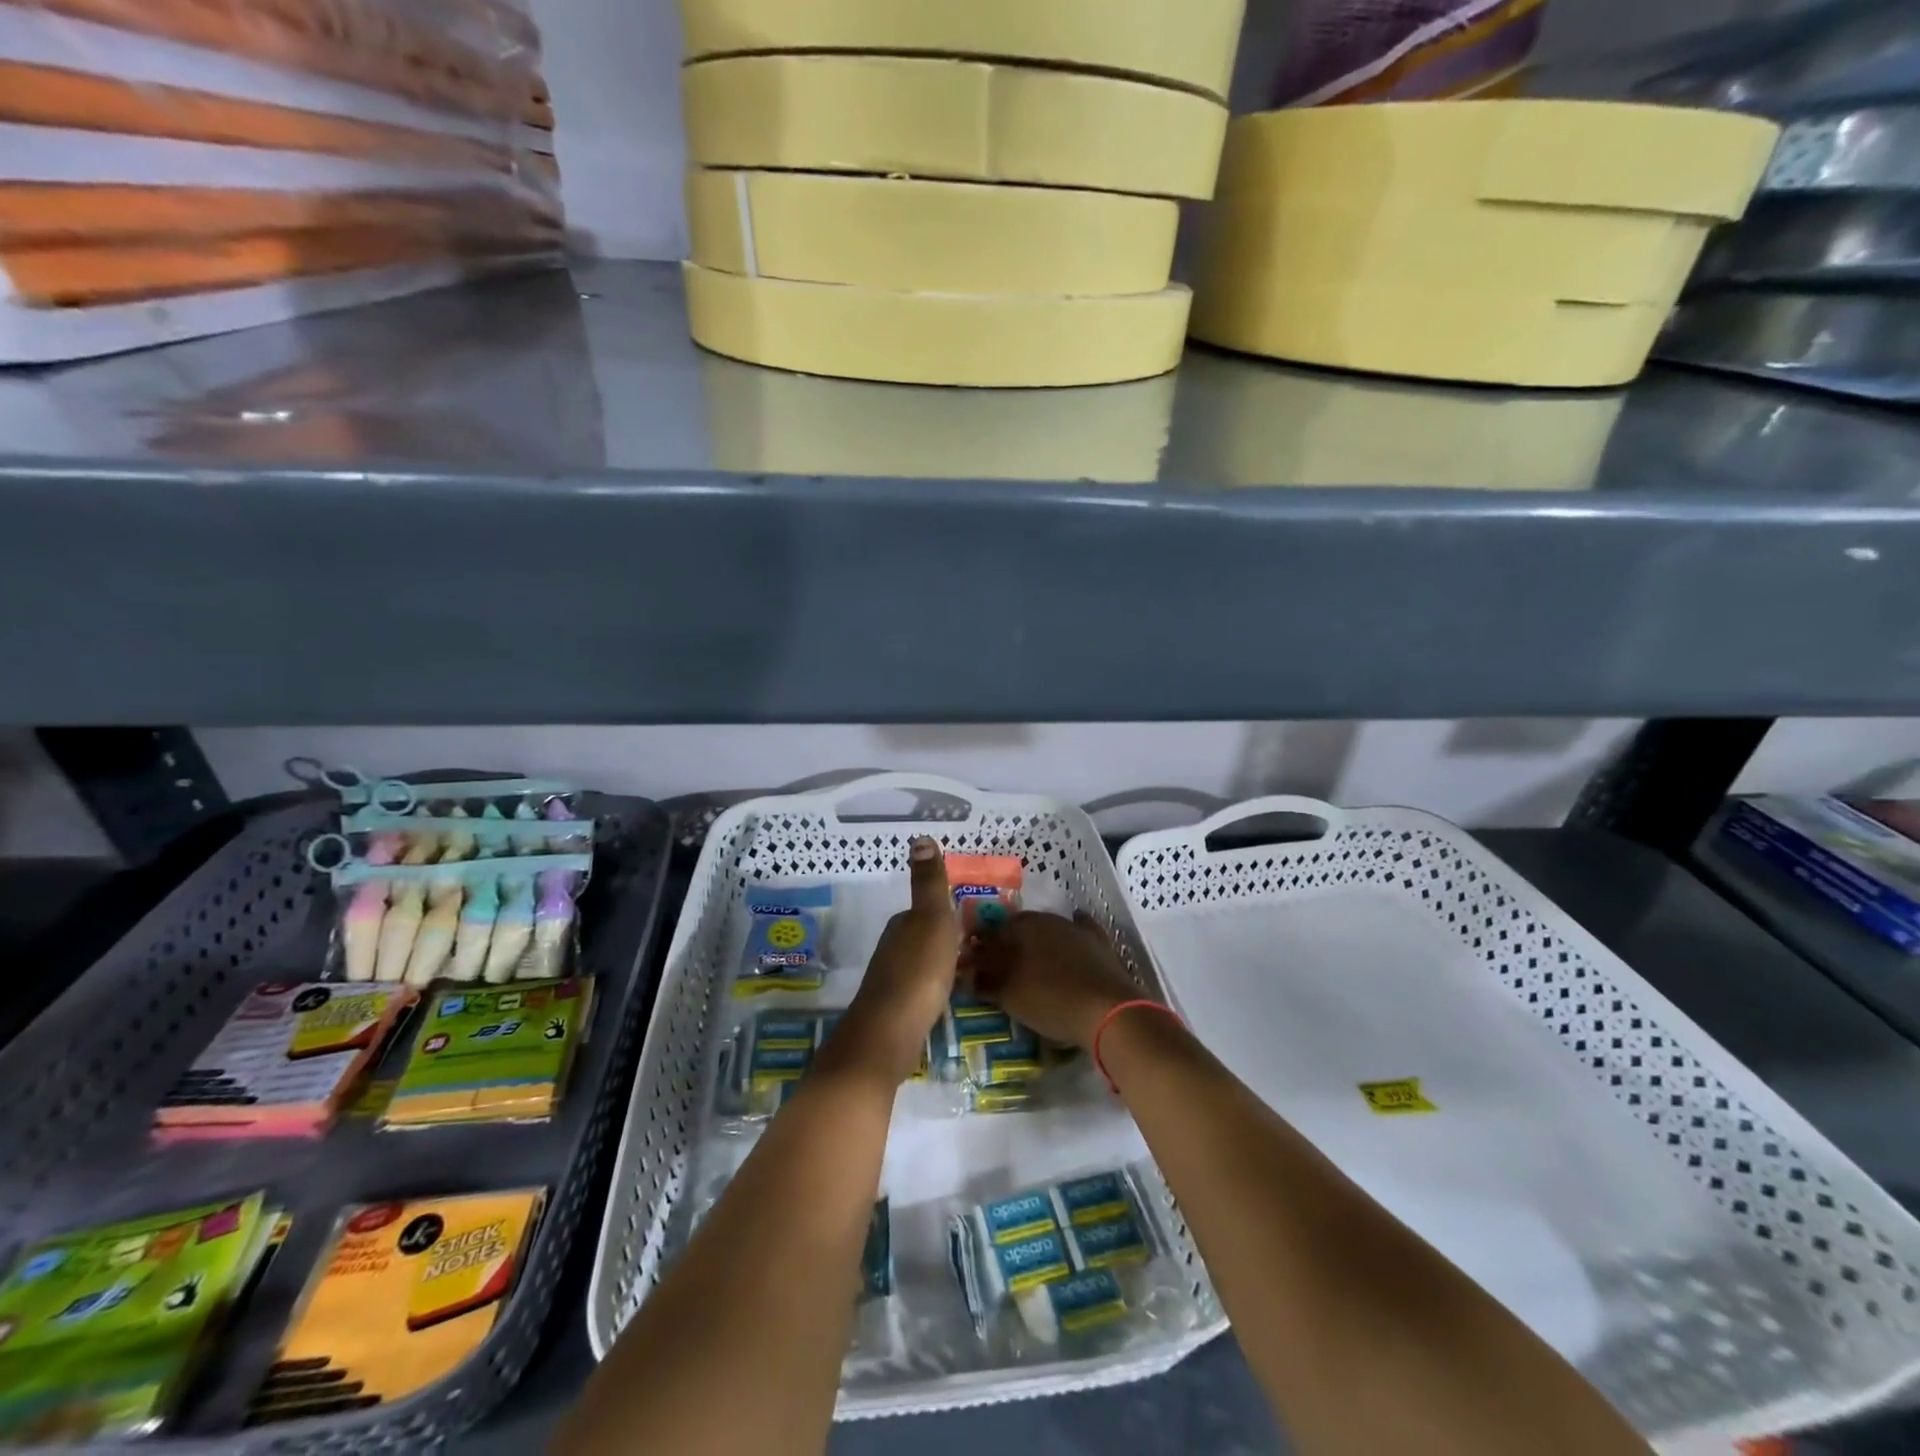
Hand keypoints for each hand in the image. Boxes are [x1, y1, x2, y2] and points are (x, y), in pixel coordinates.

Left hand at [820, 837, 957, 1084]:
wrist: (889, 1033)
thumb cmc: (917, 972)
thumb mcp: (932, 919)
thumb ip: (928, 883)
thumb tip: (920, 837)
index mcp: (902, 924)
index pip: (926, 910)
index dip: (947, 913)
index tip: (974, 921)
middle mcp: (892, 948)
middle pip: (922, 936)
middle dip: (945, 939)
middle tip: (979, 947)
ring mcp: (891, 980)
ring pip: (920, 963)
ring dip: (939, 964)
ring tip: (968, 973)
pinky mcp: (895, 1010)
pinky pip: (920, 989)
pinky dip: (933, 989)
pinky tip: (946, 1000)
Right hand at [962, 910, 1146, 1050]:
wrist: (1108, 1010)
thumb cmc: (1051, 1001)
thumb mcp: (1010, 996)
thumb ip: (986, 982)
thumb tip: (968, 973)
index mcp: (1019, 928)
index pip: (989, 934)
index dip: (978, 950)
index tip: (969, 966)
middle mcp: (1045, 920)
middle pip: (1017, 930)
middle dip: (1005, 945)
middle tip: (997, 966)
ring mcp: (1074, 929)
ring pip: (1046, 931)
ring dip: (1035, 943)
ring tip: (1029, 964)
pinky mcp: (1098, 942)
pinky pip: (1079, 932)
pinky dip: (1068, 939)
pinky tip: (1066, 946)